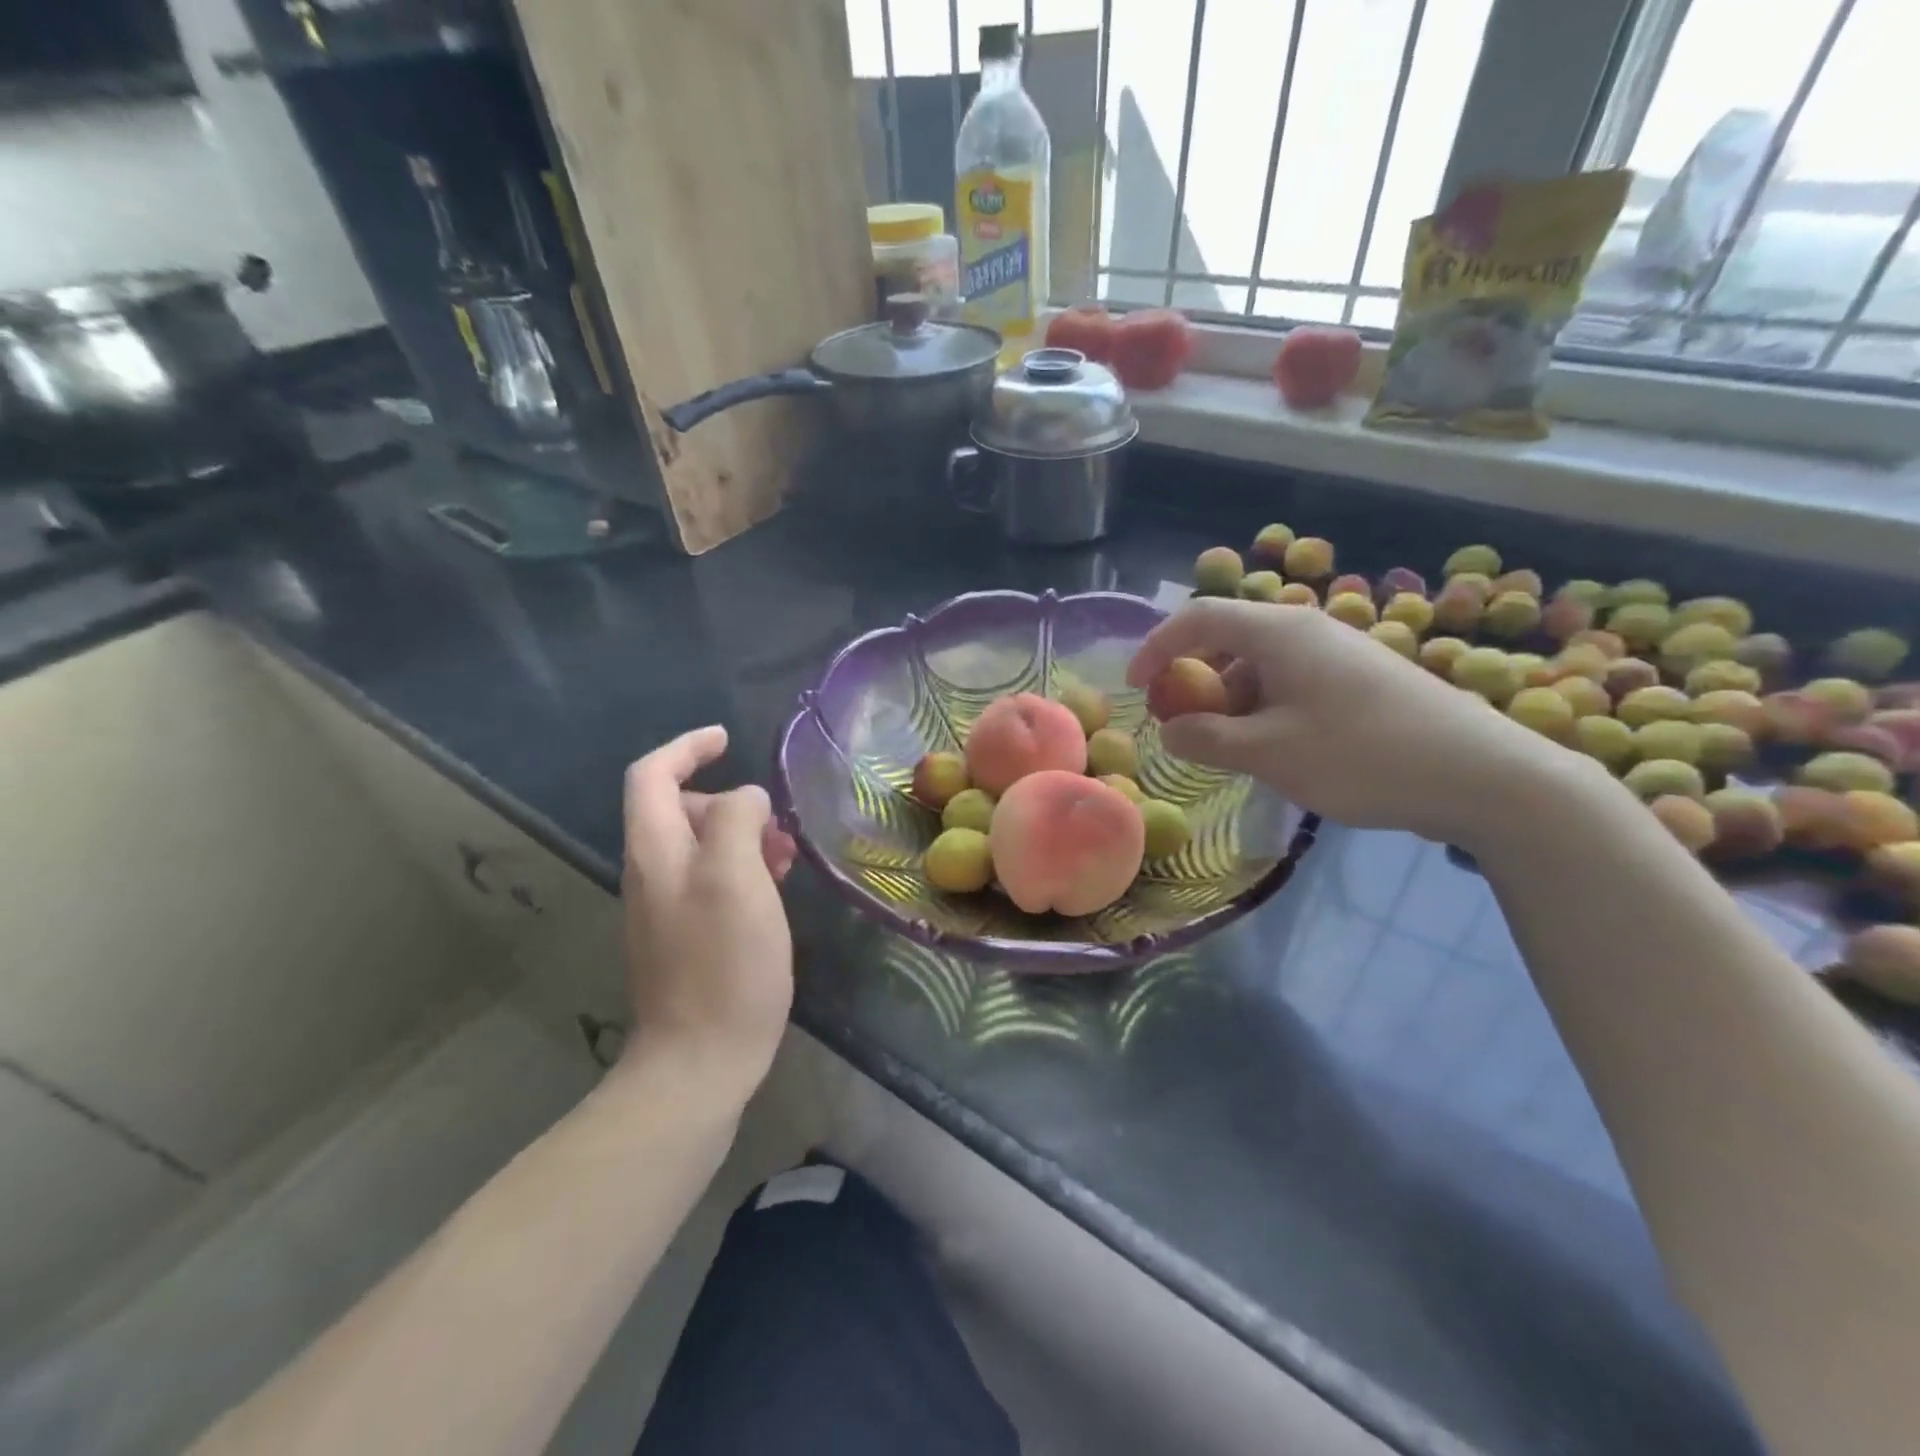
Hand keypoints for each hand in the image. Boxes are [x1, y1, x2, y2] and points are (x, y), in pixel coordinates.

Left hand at [620, 725, 795, 1101]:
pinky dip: (744, 869)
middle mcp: (652, 873)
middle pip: (680, 809)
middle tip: (777, 827)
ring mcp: (667, 907)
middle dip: (730, 802)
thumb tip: (746, 800)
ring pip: (703, 846)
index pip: (652, 775)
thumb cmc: (725, 963)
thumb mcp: (736, 877)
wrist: (701, 1060)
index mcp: (656, 851)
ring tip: (787, 859)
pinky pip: (713, 879)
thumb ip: (737, 820)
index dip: (687, 747)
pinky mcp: (687, 936)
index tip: (728, 738)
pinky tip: (776, 890)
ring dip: (744, 837)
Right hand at [1127, 599, 1589, 847]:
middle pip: (1227, 642)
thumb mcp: (1271, 753)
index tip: (1135, 689)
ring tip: (1228, 752)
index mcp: (1279, 632)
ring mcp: (1336, 654)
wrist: (1482, 775)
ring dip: (1229, 704)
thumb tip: (1168, 731)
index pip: (1197, 618)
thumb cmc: (1363, 755)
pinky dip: (1263, 711)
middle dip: (1192, 683)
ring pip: (1259, 668)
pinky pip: (1289, 685)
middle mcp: (1306, 630)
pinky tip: (1274, 751)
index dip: (1156, 648)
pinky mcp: (1357, 681)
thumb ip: (1207, 740)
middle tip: (1179, 728)